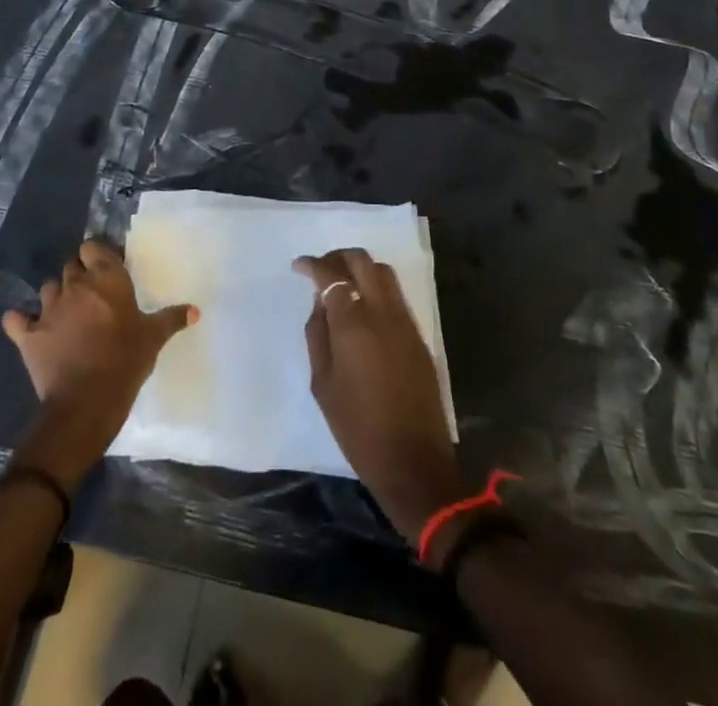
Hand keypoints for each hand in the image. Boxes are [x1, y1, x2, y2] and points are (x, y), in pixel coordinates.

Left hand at [3, 239, 196, 489]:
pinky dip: (19, 321)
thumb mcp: (153, 339)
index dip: (96, 256)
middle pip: (70, 266)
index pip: (92, 247)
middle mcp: (75, 286)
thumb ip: (171, 319)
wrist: (85, 403)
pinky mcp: (27, 335)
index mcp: (106, 279)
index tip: (105, 269)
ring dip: (55, 296)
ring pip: (47, 288)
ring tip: (66, 313)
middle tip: (91, 295)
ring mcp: (48, 309)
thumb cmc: (125, 362)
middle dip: (78, 275)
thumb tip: (195, 310)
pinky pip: (15, 320)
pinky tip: (25, 326)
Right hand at [296, 248, 462, 543]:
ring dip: (360, 268)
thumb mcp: (322, 383)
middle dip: (338, 257)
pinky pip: (396, 295)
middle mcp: (382, 313)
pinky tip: (363, 305)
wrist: (413, 461)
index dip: (312, 264)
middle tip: (321, 269)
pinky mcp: (419, 336)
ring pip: (384, 272)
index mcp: (353, 324)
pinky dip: (376, 287)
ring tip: (342, 282)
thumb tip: (320, 302)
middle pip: (362, 261)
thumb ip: (318, 334)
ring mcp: (405, 322)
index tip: (299, 266)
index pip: (331, 275)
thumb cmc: (358, 428)